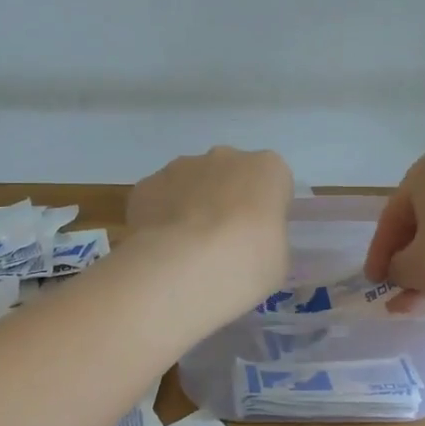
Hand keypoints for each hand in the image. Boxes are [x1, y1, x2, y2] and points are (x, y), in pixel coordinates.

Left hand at [128, 147, 292, 314]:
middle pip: (229, 176)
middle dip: (225, 203)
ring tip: (186, 252)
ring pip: (190, 183)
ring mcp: (180, 167)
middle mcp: (224, 157)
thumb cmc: (247, 264)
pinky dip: (159, 219)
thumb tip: (251, 245)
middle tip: (221, 245)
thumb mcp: (277, 261)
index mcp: (267, 169)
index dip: (265, 212)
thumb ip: (268, 241)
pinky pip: (158, 199)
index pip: (272, 183)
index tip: (258, 239)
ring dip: (190, 208)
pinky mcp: (146, 185)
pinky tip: (160, 250)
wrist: (184, 268)